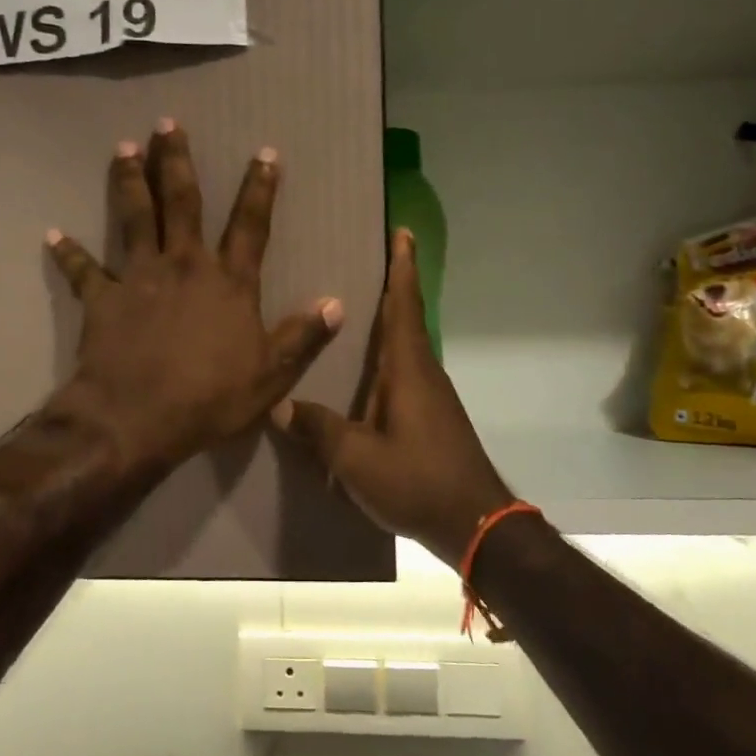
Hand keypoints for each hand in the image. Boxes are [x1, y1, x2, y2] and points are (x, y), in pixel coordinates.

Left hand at [46, 120, 343, 479]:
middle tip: (168, 125)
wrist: (136, 418)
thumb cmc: (210, 398)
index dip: (260, 188)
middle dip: (177, 162)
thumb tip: (337, 304)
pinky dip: (68, 252)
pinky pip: (83, 270)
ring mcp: (139, 277)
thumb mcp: (272, 375)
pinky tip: (53, 234)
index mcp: (229, 282)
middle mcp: (184, 266)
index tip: (264, 153)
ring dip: (129, 181)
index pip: (250, 226)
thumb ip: (303, 336)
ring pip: (134, 218)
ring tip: (123, 148)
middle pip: (182, 203)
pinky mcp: (102, 298)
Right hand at [273, 229, 512, 566]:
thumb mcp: (356, 459)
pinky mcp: (431, 419)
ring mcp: (431, 398)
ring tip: (353, 313)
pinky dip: (386, 359)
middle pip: (406, 320)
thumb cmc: (417, 481)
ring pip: (405, 349)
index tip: (403, 232)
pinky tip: (363, 375)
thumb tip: (280, 405)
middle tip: (366, 261)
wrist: (475, 524)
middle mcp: (423, 374)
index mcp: (408, 371)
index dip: (402, 268)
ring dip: (389, 323)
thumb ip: (318, 429)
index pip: (403, 306)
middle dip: (393, 287)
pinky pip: (404, 375)